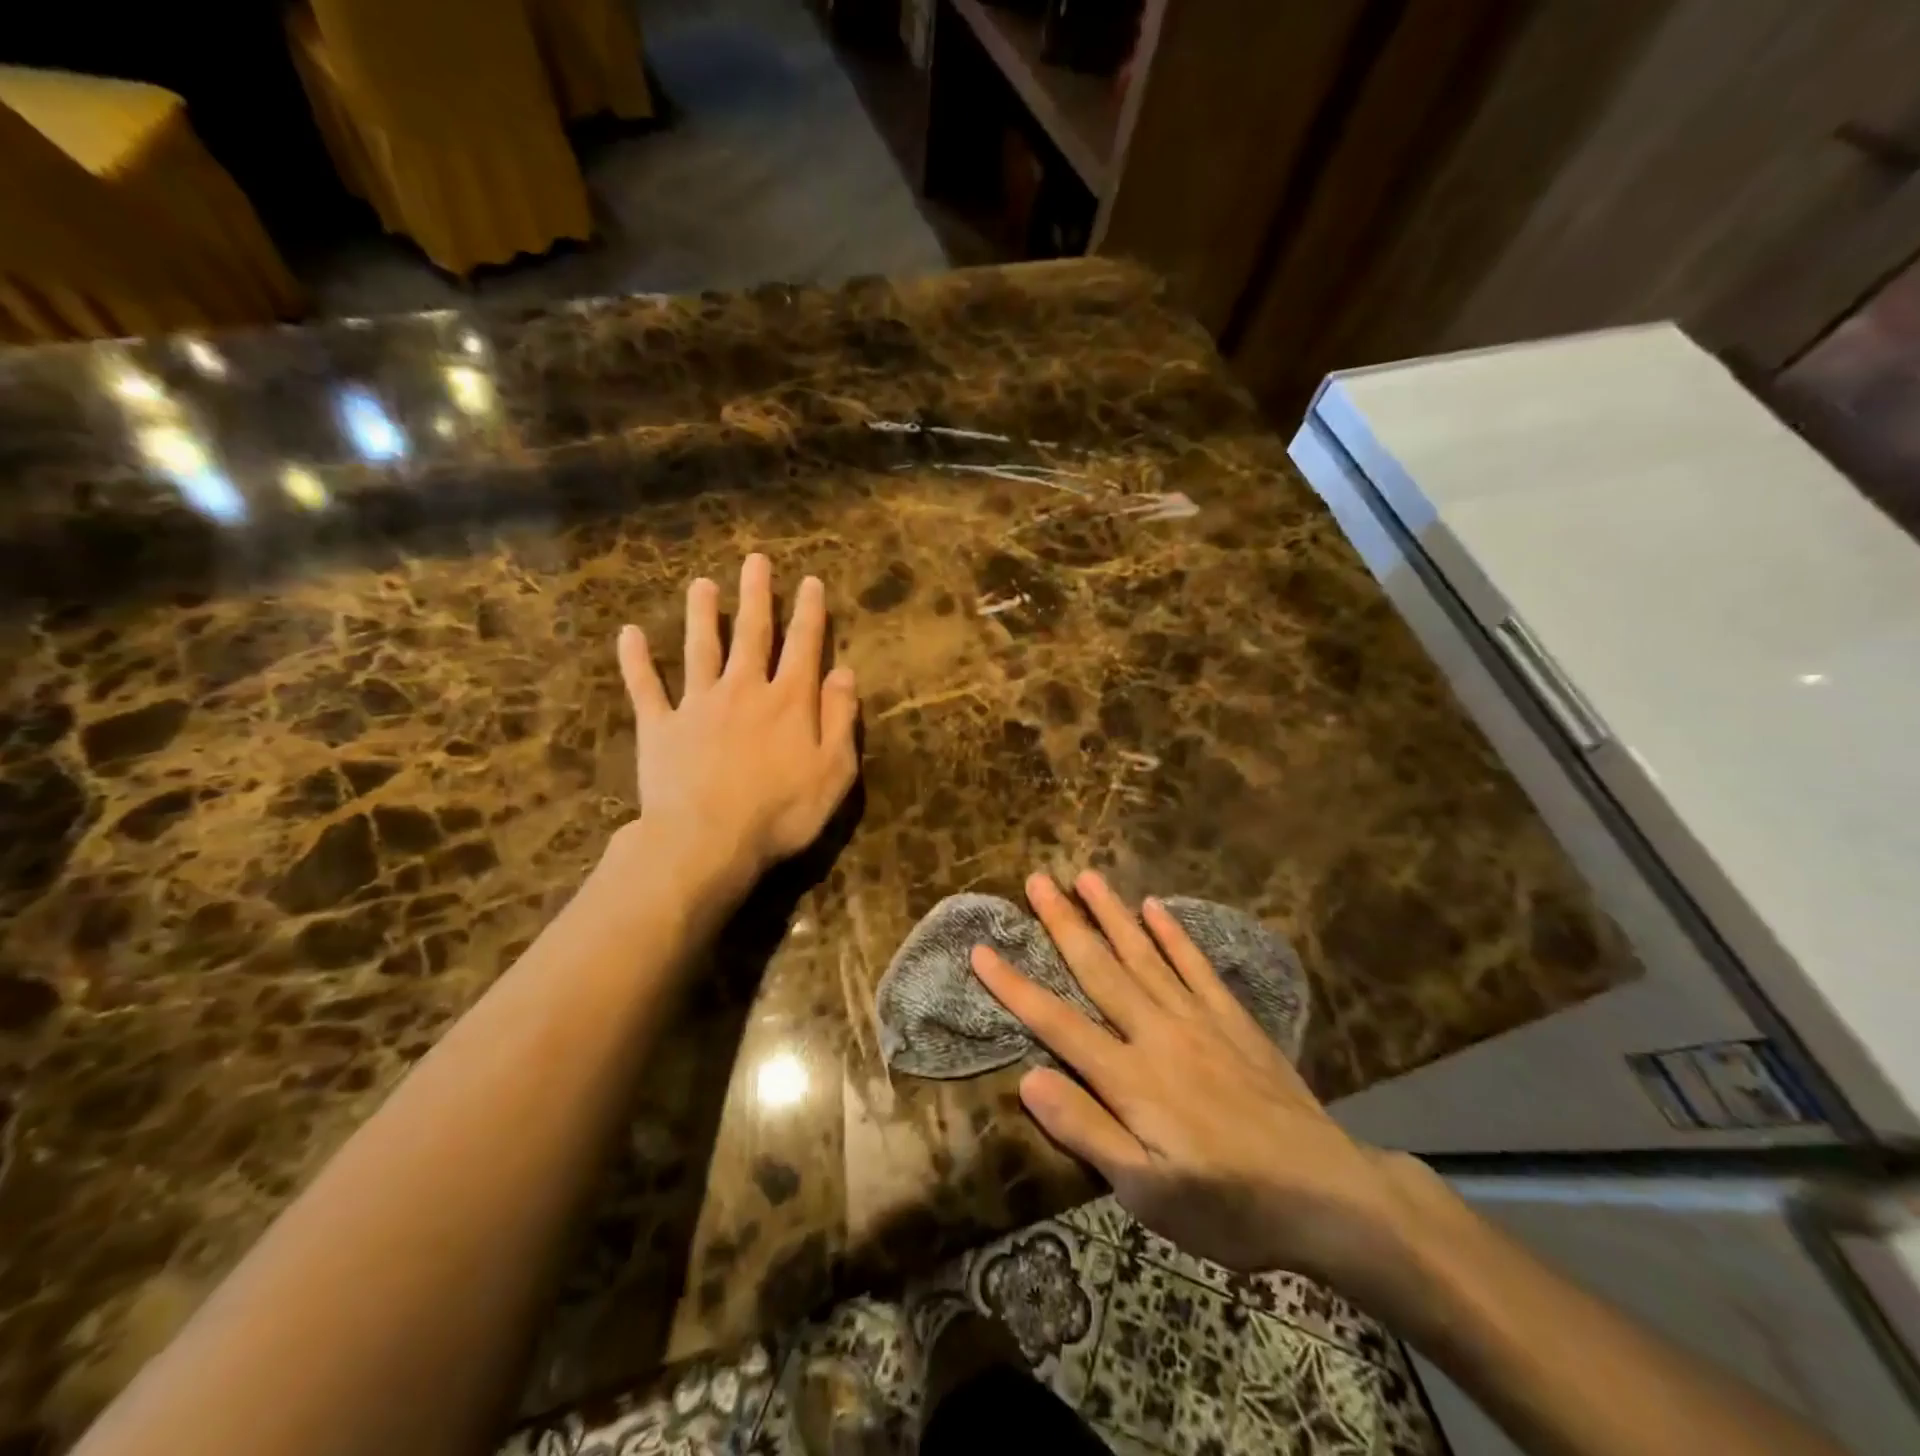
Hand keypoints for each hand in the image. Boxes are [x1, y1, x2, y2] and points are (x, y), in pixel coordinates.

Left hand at [616, 554, 859, 904]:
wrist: (707, 841)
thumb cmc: (781, 812)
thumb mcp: (834, 772)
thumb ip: (841, 719)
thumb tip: (844, 672)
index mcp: (789, 701)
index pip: (803, 646)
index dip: (809, 613)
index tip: (809, 582)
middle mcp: (743, 690)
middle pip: (751, 634)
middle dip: (755, 597)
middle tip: (754, 561)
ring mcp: (697, 705)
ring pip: (700, 649)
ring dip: (702, 615)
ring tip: (701, 584)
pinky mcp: (660, 727)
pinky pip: (645, 687)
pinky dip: (636, 660)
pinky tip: (629, 634)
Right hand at [971, 870, 1430, 1282]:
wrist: (1330, 1195)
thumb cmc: (1232, 1206)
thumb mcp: (1150, 1196)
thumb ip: (1089, 1133)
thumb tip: (1029, 1079)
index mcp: (1130, 1077)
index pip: (1057, 1022)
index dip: (1015, 986)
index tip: (982, 950)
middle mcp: (1158, 1032)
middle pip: (1099, 969)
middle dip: (1062, 924)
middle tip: (1037, 881)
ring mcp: (1199, 1019)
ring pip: (1144, 954)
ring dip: (1111, 913)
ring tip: (1085, 876)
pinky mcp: (1233, 1020)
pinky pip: (1196, 966)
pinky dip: (1173, 934)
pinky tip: (1155, 907)